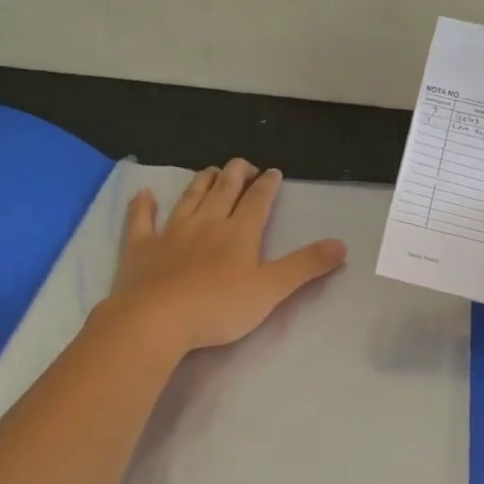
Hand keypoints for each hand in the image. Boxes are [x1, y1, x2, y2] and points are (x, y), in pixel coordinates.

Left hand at [107, 158, 346, 354]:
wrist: (157, 320)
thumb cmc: (219, 306)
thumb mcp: (271, 289)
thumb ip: (305, 266)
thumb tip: (341, 244)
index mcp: (239, 232)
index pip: (258, 201)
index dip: (268, 185)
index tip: (274, 172)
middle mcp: (206, 223)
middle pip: (224, 191)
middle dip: (236, 174)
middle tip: (244, 164)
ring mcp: (171, 233)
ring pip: (189, 198)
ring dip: (202, 182)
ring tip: (211, 170)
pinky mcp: (141, 249)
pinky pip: (141, 221)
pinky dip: (143, 206)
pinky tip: (143, 194)